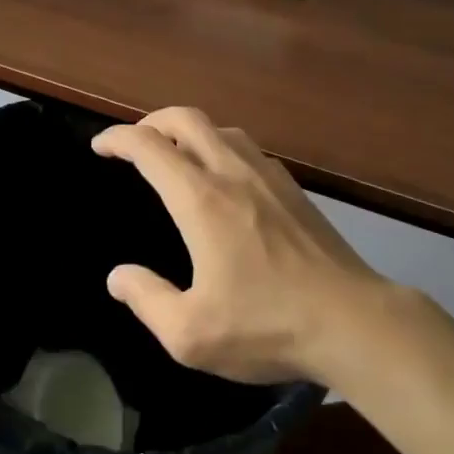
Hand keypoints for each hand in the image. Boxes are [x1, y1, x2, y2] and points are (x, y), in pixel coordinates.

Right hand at [92, 108, 384, 384]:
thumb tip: (118, 276)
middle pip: (186, 118)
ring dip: (189, 131)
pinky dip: (221, 146)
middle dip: (151, 121)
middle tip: (134, 142)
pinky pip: (247, 148)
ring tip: (176, 154)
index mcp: (201, 200)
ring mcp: (268, 176)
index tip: (100, 146)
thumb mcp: (191, 334)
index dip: (118, 139)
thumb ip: (147, 300)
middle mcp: (232, 173)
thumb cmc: (267, 326)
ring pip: (221, 128)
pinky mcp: (294, 188)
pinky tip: (225, 177)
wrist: (353, 321)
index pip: (149, 147)